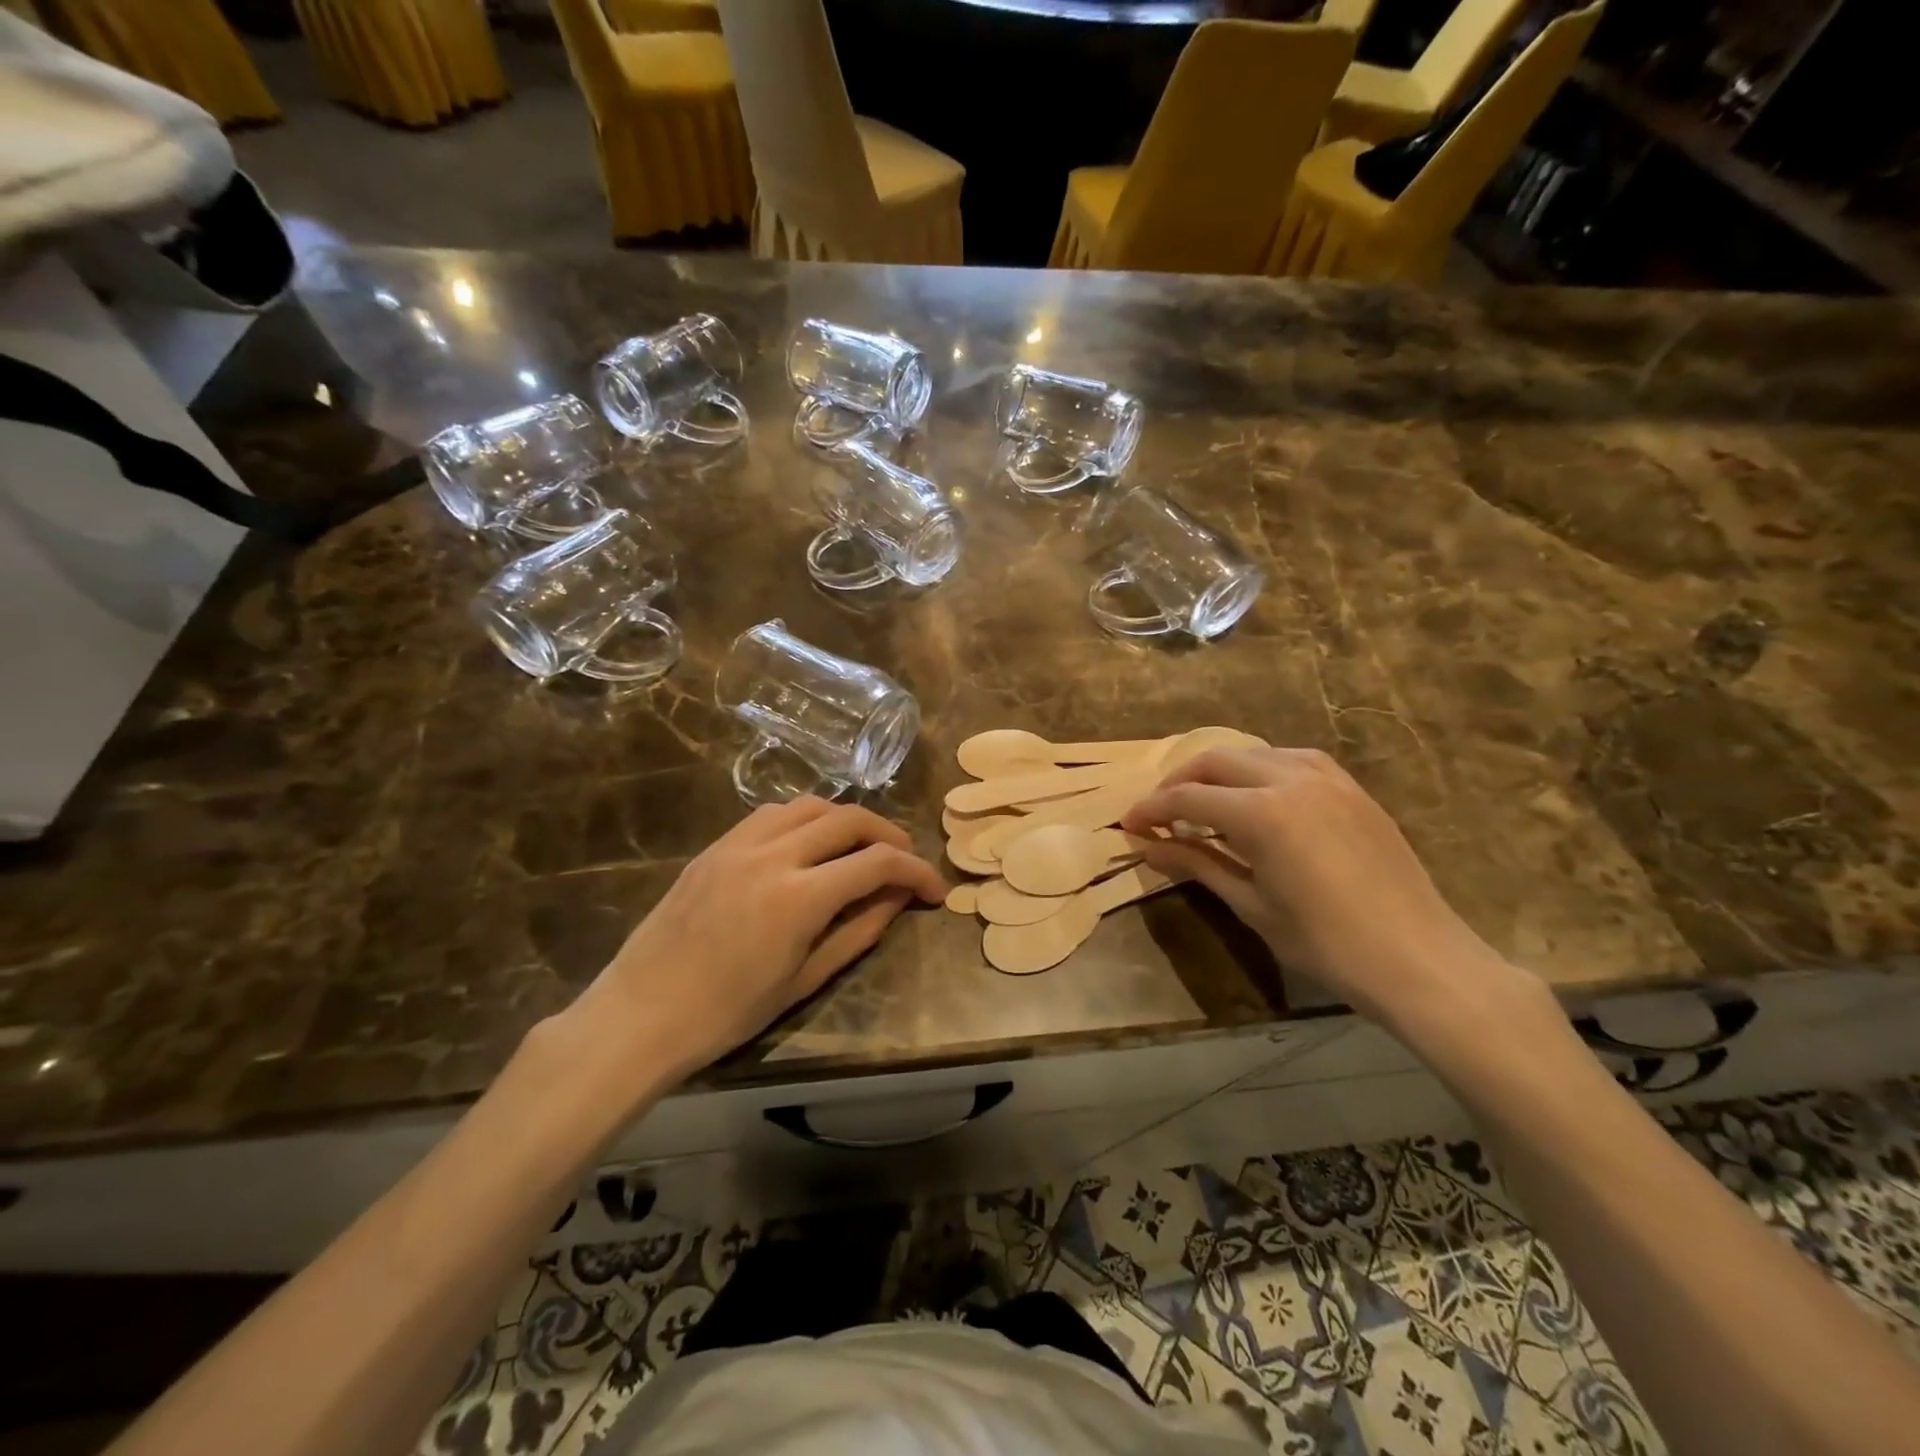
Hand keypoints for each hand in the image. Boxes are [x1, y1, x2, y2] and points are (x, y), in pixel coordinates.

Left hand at [565, 798, 946, 1088]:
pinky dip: (806, 818)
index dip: (916, 871)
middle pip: (849, 818)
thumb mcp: (804, 980)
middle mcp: (773, 855)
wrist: (640, 1013)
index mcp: (799, 898)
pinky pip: (773, 813)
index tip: (934, 890)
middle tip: (905, 860)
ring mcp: (739, 844)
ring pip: (811, 804)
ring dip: (847, 819)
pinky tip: (811, 843)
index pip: (877, 863)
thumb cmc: (727, 1013)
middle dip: (889, 835)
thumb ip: (858, 932)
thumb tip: (897, 898)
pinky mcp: (717, 845)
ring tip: (862, 846)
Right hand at [1122, 748, 1525, 1030]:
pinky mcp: (1350, 786)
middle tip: (1159, 814)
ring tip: (1203, 805)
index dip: (1151, 810)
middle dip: (1178, 783)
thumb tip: (1146, 846)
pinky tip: (1255, 798)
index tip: (1127, 825)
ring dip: (1218, 772)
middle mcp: (1290, 778)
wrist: (1419, 959)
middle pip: (1214, 761)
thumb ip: (1197, 864)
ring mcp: (1326, 777)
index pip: (1187, 798)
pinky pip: (1290, 760)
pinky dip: (1259, 771)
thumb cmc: (1326, 943)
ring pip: (1252, 753)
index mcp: (1261, 812)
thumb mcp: (1251, 905)